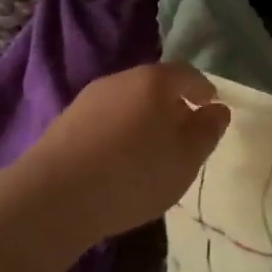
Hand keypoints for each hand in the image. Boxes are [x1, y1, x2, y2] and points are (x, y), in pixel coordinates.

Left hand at [20, 63, 230, 241]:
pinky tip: (118, 160)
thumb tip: (218, 110)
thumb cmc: (133, 174)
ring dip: (143, 118)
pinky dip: (119, 131)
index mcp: (155, 81)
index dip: (203, 89)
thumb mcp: (186, 159)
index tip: (211, 107)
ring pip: (128, 101)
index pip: (188, 74)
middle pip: (155, 85)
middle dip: (173, 104)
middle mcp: (122, 79)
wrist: (53, 197)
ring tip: (151, 149)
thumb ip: (207, 131)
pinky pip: (105, 118)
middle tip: (183, 131)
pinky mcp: (66, 121)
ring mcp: (90, 98)